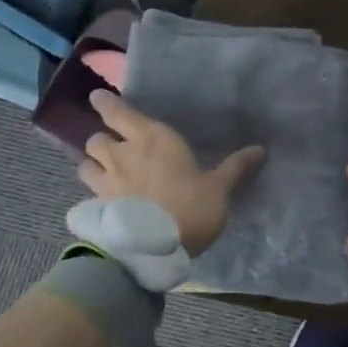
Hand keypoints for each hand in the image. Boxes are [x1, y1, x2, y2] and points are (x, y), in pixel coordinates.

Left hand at [79, 90, 264, 255]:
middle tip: (114, 145)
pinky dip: (95, 190)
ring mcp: (105, 181)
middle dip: (103, 139)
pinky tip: (106, 199)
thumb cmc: (190, 207)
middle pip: (97, 137)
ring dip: (93, 163)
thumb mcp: (219, 188)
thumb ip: (235, 168)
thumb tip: (260, 149)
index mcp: (152, 138)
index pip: (118, 112)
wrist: (153, 248)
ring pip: (86, 163)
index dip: (106, 103)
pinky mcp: (97, 207)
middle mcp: (122, 154)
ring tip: (104, 170)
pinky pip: (89, 191)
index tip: (99, 98)